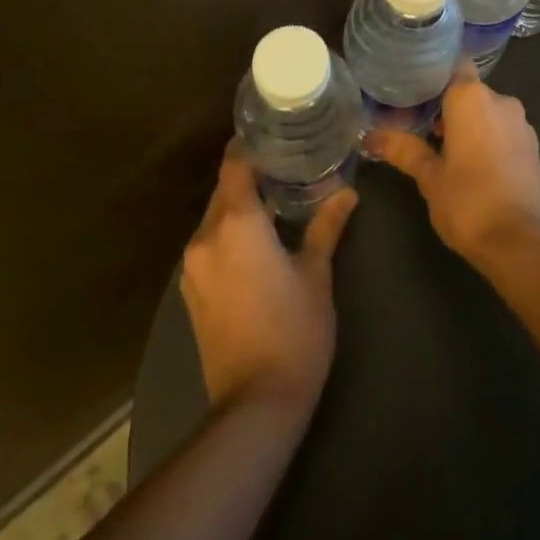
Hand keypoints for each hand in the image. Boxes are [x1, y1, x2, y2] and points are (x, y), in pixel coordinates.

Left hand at [180, 148, 358, 413]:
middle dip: (250, 176)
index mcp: (236, 223)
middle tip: (286, 163)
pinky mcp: (192, 293)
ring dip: (240, 205)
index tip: (274, 134)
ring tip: (276, 198)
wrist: (255, 405)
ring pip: (215, 218)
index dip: (250, 146)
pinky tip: (257, 240)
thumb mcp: (316, 273)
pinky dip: (230, 233)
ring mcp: (193, 267)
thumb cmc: (294, 330)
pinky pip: (210, 244)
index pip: (235, 165)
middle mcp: (205, 237)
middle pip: (224, 190)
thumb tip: (347, 192)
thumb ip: (326, 226)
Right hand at [366, 62, 539, 270]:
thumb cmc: (469, 201)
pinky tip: (469, 164)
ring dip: (466, 124)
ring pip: (486, 111)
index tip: (410, 89)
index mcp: (472, 97)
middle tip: (416, 124)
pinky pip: (502, 130)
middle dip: (445, 105)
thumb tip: (369, 136)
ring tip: (438, 147)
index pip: (452, 64)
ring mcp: (521, 124)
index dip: (432, 74)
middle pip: (468, 90)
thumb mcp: (428, 176)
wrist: (522, 244)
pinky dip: (485, 138)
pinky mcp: (533, 147)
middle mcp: (501, 100)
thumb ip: (403, 150)